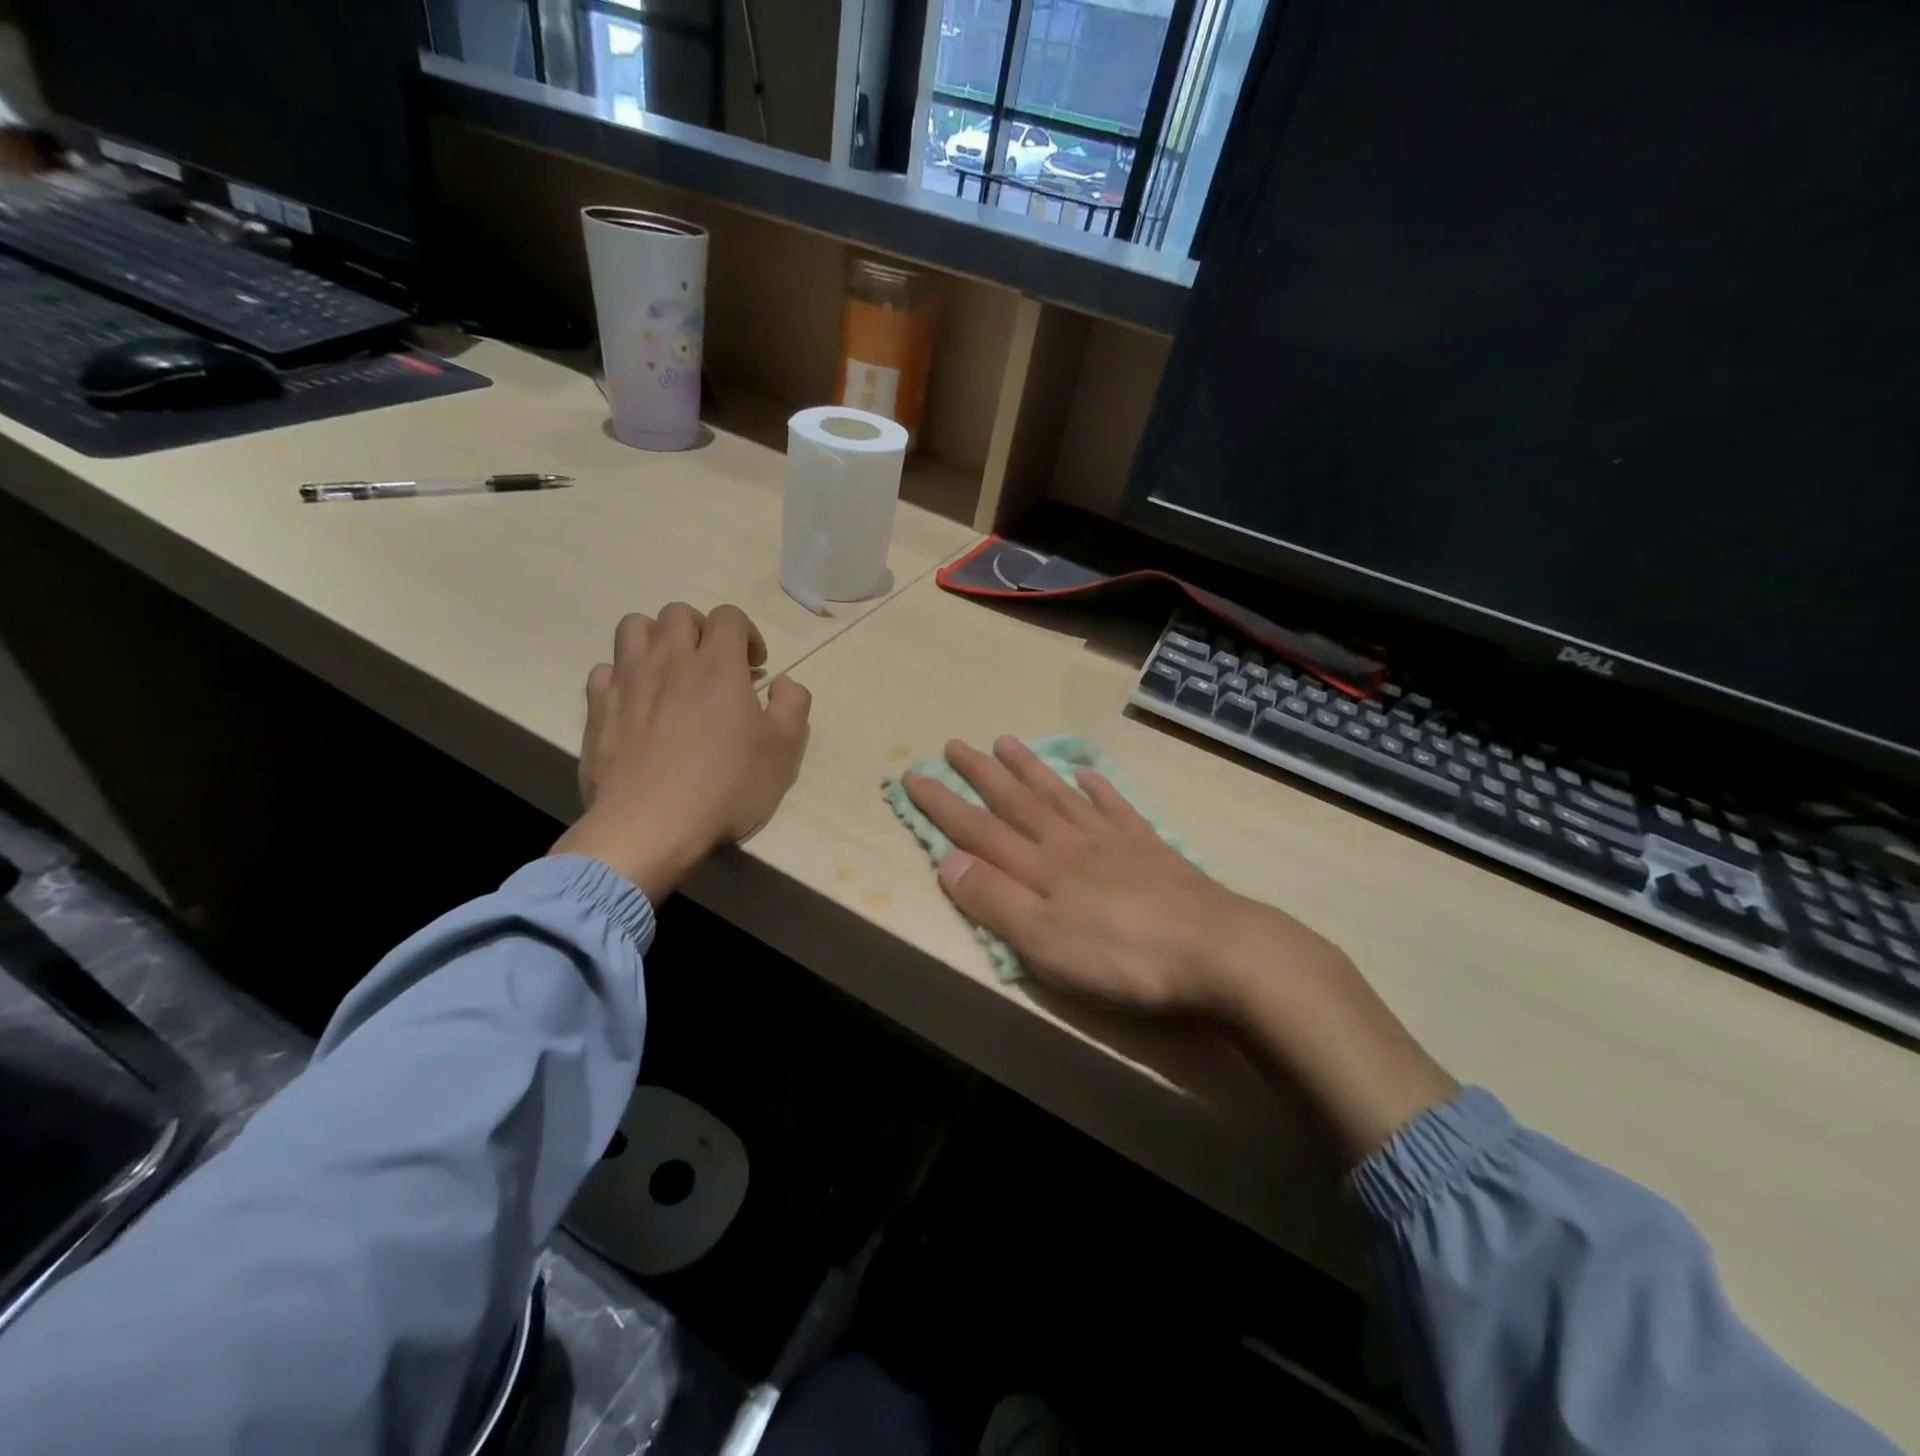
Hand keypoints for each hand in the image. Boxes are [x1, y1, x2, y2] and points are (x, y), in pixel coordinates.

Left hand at [552, 603, 810, 902]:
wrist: (650, 825)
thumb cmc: (725, 787)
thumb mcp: (783, 751)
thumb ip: (793, 705)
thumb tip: (784, 683)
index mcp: (718, 664)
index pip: (729, 616)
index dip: (746, 634)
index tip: (755, 667)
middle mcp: (670, 659)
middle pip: (679, 613)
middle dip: (701, 630)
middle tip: (714, 666)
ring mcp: (628, 681)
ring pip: (635, 627)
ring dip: (657, 640)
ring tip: (671, 672)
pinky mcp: (598, 708)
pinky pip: (604, 670)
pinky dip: (623, 675)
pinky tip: (637, 702)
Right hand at [902, 736, 1313, 1013]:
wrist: (1216, 950)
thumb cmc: (1121, 955)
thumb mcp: (1044, 941)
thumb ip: (995, 900)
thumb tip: (947, 860)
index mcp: (1040, 867)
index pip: (978, 830)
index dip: (943, 804)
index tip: (914, 774)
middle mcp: (1070, 843)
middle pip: (1017, 802)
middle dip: (981, 774)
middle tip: (955, 744)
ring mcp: (1112, 841)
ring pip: (1060, 795)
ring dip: (1030, 769)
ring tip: (1007, 741)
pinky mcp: (1149, 849)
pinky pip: (1115, 808)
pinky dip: (1097, 787)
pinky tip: (1086, 772)